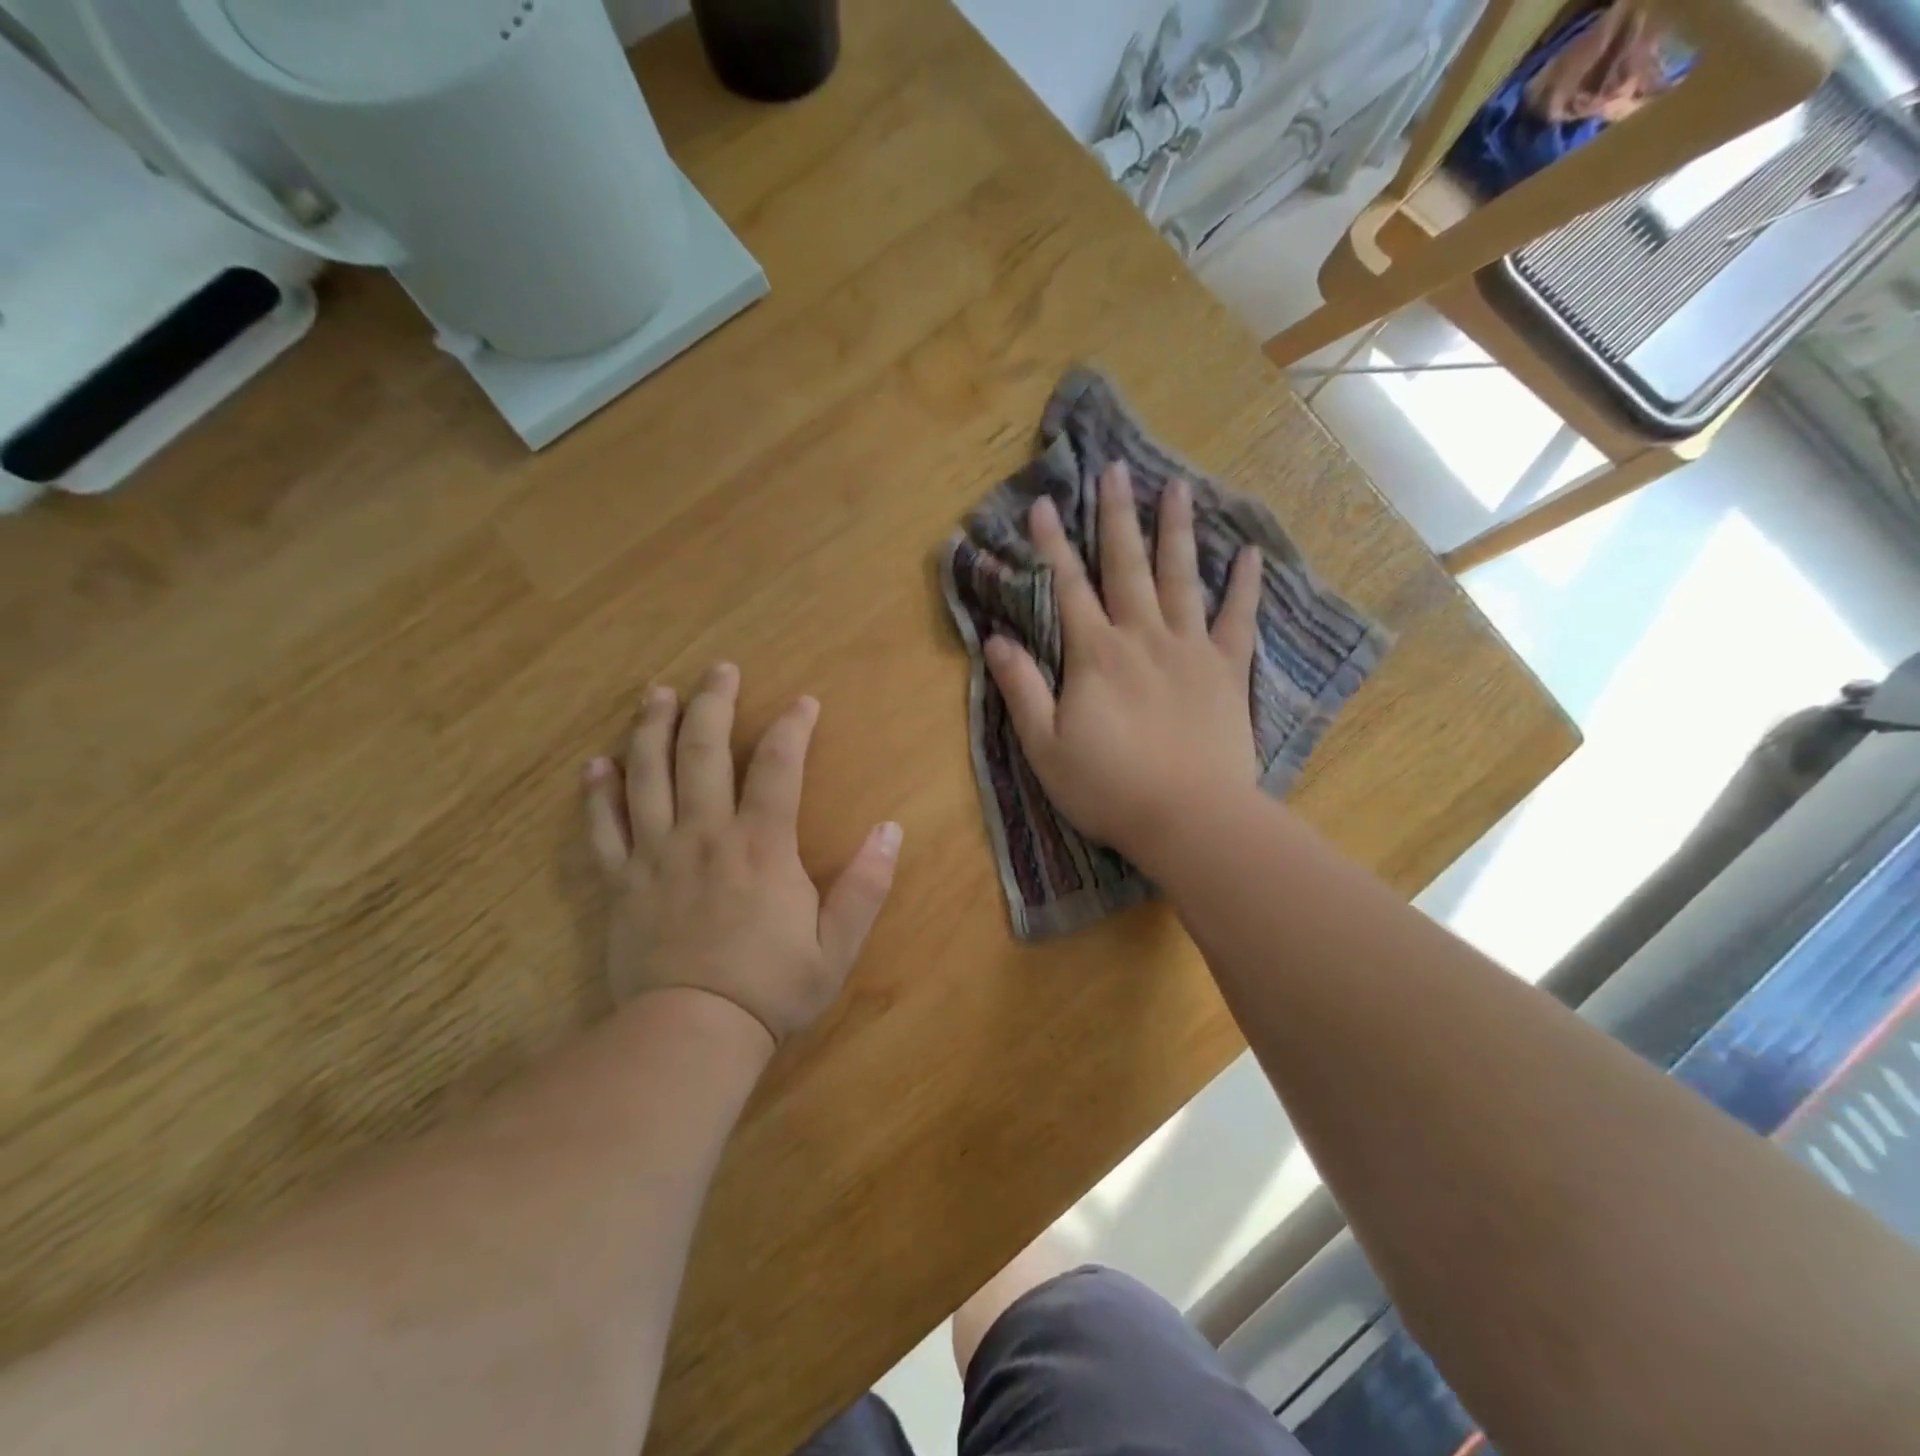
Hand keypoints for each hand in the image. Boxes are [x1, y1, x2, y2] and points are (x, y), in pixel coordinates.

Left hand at [582, 663, 902, 1045]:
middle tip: (718, 669)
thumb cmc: (771, 988)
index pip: (777, 766)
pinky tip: (595, 765)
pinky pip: (603, 829)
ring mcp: (656, 856)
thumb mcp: (837, 945)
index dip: (792, 726)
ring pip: (647, 776)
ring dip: (651, 729)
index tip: (803, 701)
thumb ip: (866, 885)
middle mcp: (705, 835)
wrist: (691, 1036)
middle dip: (712, 703)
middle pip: (702, 752)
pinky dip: (597, 794)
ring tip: (655, 693)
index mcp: (761, 845)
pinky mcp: (621, 883)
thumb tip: (891, 829)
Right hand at [984, 463, 1262, 865]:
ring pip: (1182, 579)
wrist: (1189, 818)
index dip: (1051, 545)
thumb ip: (1022, 689)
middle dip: (1116, 516)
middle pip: (1126, 567)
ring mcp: (1191, 650)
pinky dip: (1245, 586)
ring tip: (1177, 487)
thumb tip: (996, 639)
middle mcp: (1142, 637)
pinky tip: (1250, 553)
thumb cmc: (1108, 788)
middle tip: (1115, 468)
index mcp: (1095, 655)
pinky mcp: (1228, 672)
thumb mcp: (1045, 746)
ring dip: (1177, 531)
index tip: (1042, 503)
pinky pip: (1239, 620)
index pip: (1067, 588)